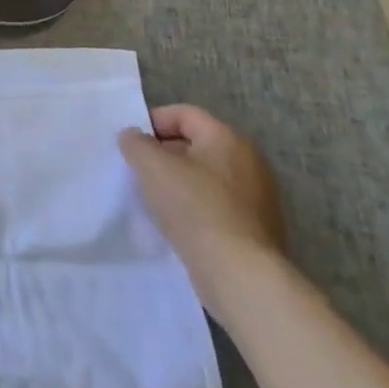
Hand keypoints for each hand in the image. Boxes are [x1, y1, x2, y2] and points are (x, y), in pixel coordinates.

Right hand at [119, 104, 284, 328]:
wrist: (240, 274)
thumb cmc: (195, 208)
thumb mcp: (152, 166)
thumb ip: (136, 143)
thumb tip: (134, 137)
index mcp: (228, 139)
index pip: (184, 113)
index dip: (152, 122)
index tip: (131, 144)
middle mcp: (249, 161)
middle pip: (195, 144)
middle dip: (163, 154)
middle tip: (138, 171)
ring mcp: (258, 197)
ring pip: (205, 176)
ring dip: (177, 182)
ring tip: (153, 199)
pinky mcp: (256, 228)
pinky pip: (216, 204)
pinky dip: (194, 207)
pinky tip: (176, 223)